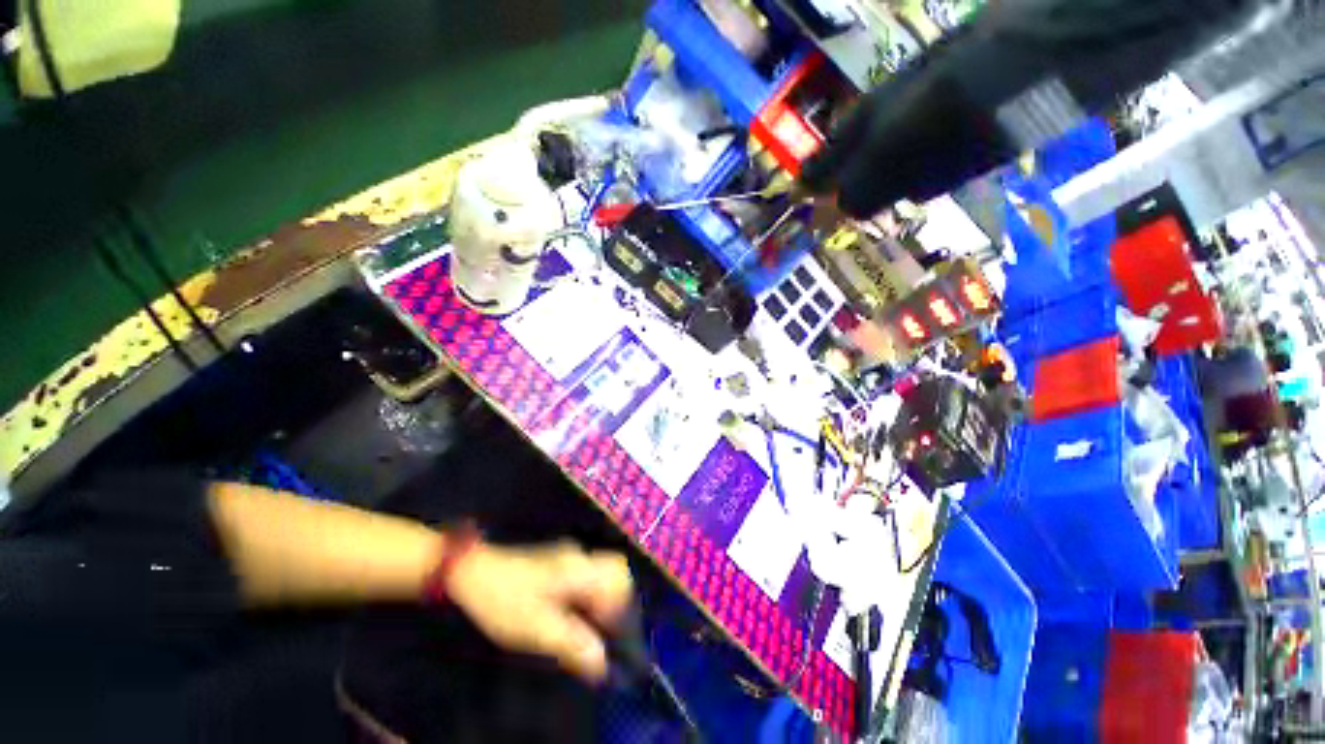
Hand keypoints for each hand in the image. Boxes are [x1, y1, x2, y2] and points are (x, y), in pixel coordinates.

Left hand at [445, 540, 632, 682]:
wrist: (473, 572)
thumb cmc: (505, 600)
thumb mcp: (536, 628)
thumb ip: (573, 643)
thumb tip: (603, 663)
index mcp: (579, 569)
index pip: (619, 578)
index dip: (620, 608)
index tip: (605, 634)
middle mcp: (580, 557)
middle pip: (614, 574)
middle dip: (612, 604)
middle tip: (595, 632)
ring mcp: (568, 556)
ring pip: (599, 576)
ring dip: (597, 603)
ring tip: (577, 628)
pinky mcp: (557, 561)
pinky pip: (584, 577)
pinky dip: (584, 597)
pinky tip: (565, 616)